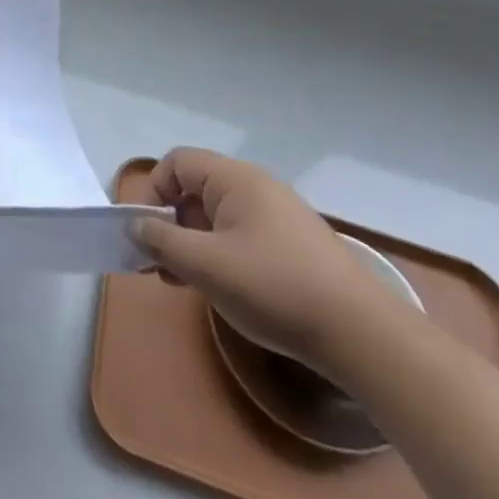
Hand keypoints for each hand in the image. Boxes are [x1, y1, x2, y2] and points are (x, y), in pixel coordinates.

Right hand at [128, 148, 404, 372]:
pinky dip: (219, 255)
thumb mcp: (204, 264)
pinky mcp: (293, 246)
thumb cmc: (273, 287)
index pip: (177, 163)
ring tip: (183, 282)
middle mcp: (257, 188)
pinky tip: (219, 289)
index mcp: (236, 179)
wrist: (361, 335)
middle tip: (159, 264)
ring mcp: (279, 217)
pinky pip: (240, 236)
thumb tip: (137, 226)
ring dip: (191, 243)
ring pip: (216, 217)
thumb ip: (160, 239)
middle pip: (195, 190)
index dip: (153, 191)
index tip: (146, 232)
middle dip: (169, 223)